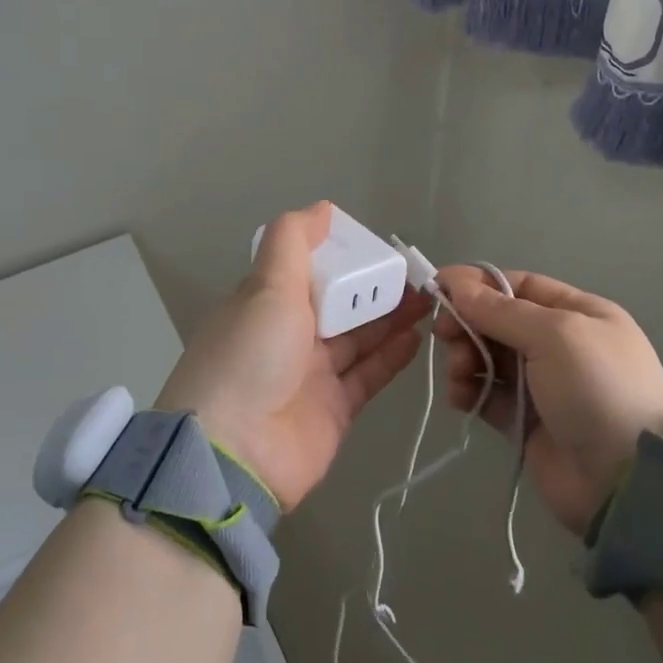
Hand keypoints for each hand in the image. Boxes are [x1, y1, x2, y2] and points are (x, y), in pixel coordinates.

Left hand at [156, 202, 429, 510]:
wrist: (235, 455)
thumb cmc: (250, 355)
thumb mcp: (266, 287)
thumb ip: (293, 241)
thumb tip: (322, 207)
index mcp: (266, 302)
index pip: (308, 268)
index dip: (341, 254)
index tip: (376, 243)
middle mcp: (288, 335)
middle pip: (339, 302)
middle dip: (374, 286)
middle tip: (415, 272)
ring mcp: (311, 374)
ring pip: (358, 336)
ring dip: (390, 316)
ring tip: (426, 298)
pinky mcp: (334, 409)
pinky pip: (367, 374)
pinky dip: (391, 354)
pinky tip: (417, 335)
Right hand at [435, 267, 662, 535]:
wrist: (624, 482)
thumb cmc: (596, 389)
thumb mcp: (554, 335)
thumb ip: (500, 310)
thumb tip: (454, 282)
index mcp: (579, 313)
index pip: (521, 286)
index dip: (479, 285)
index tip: (439, 288)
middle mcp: (561, 345)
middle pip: (500, 321)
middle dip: (469, 323)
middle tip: (443, 334)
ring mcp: (543, 385)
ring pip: (490, 357)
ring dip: (465, 357)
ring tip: (458, 372)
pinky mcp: (525, 422)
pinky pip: (488, 395)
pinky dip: (469, 390)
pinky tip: (460, 396)